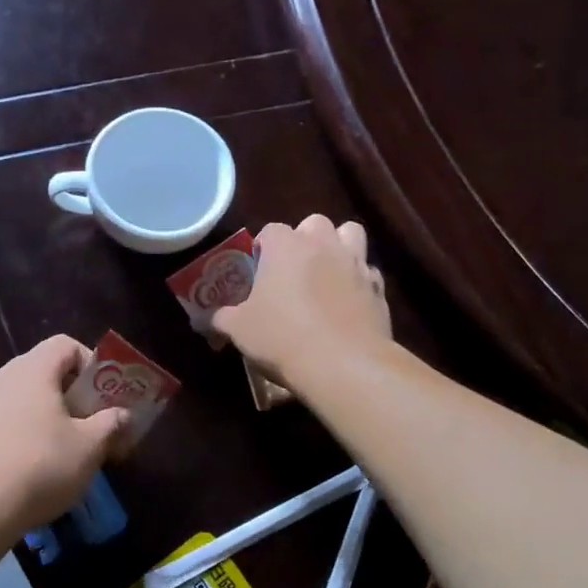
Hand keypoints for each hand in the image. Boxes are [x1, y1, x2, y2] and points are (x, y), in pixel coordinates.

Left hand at [0, 336, 128, 546]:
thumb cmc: (38, 469)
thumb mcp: (88, 448)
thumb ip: (111, 424)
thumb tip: (122, 414)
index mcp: (31, 370)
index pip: (65, 345)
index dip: (91, 364)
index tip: (104, 396)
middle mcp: (1, 377)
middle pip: (44, 371)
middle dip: (74, 395)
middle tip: (92, 425)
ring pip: (23, 397)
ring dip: (49, 415)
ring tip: (65, 450)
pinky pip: (4, 419)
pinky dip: (24, 431)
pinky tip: (32, 466)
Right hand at [213, 216, 390, 391]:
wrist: (343, 364)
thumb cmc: (282, 337)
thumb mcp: (239, 329)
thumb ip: (222, 318)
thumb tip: (208, 318)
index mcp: (286, 246)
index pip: (271, 230)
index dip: (263, 248)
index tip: (258, 271)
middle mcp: (323, 244)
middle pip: (314, 223)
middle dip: (305, 240)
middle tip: (292, 270)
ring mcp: (356, 263)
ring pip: (351, 235)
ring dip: (339, 247)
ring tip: (326, 274)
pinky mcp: (379, 288)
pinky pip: (368, 273)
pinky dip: (358, 282)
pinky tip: (347, 304)